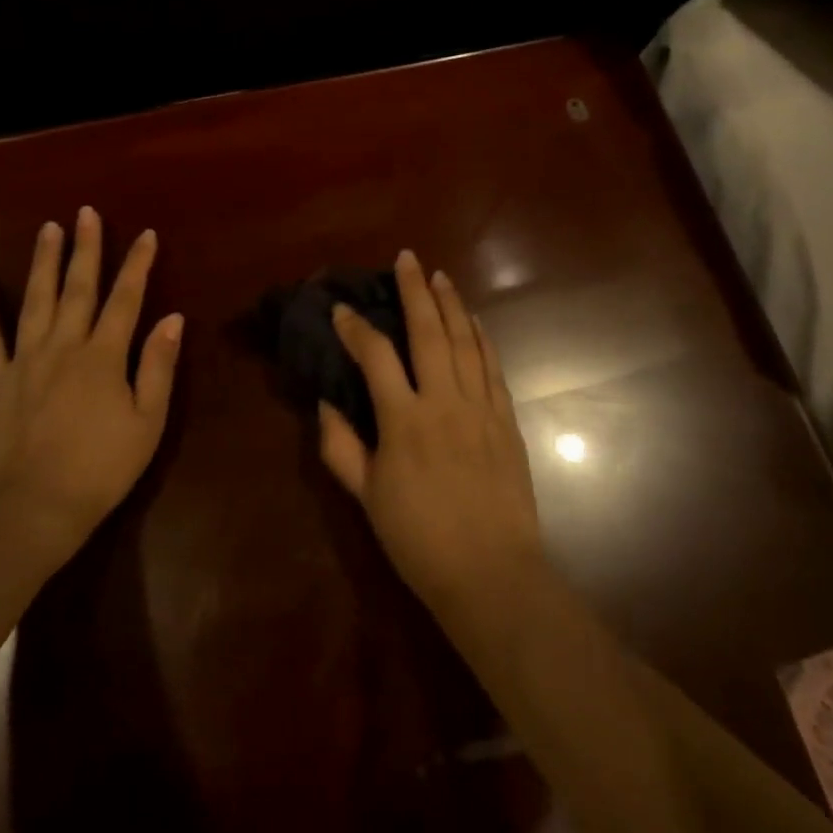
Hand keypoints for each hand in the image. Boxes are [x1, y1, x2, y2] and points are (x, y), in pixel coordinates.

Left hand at [0, 207, 182, 577]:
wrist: (37, 508)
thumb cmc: (103, 468)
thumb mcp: (148, 421)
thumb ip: (159, 365)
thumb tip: (173, 318)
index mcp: (104, 356)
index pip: (126, 298)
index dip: (137, 264)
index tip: (145, 234)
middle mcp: (64, 346)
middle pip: (78, 288)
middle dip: (86, 248)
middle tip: (85, 213)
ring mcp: (24, 360)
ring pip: (35, 300)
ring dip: (43, 262)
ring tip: (47, 228)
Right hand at [319, 249, 544, 613]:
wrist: (492, 573)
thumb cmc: (420, 540)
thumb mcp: (367, 498)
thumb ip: (341, 448)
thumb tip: (325, 405)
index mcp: (405, 421)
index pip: (376, 357)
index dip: (355, 328)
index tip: (341, 308)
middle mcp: (444, 402)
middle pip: (429, 333)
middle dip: (415, 291)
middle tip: (408, 259)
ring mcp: (481, 408)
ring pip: (466, 342)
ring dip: (452, 305)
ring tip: (440, 277)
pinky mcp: (506, 421)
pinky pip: (493, 368)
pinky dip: (482, 340)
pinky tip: (474, 323)